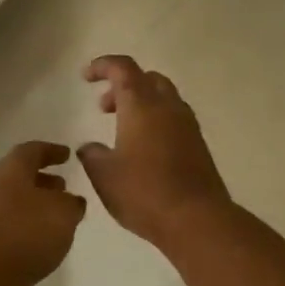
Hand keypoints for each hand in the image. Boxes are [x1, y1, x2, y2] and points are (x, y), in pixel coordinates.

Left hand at [0, 142, 86, 285]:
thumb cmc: (26, 233)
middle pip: (16, 177)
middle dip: (41, 181)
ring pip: (9, 202)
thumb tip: (69, 201)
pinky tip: (37, 243)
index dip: (50, 151)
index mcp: (8, 170)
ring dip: (31, 206)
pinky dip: (21, 227)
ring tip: (54, 219)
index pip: (30, 151)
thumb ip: (71, 203)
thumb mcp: (63, 213)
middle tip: (62, 188)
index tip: (67, 155)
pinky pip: (3, 226)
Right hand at [77, 56, 231, 246]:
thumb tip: (89, 148)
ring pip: (164, 98)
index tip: (86, 76)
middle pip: (147, 78)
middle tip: (104, 107)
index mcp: (141, 105)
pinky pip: (174, 119)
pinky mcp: (198, 145)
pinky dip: (156, 121)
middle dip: (123, 85)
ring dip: (141, 103)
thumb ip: (92, 154)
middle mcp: (168, 107)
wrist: (197, 219)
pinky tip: (143, 149)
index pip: (123, 68)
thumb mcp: (104, 175)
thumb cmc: (144, 192)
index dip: (103, 66)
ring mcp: (187, 125)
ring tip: (122, 129)